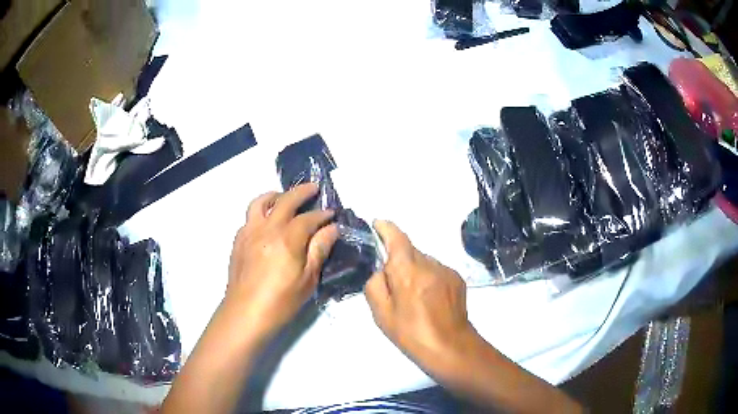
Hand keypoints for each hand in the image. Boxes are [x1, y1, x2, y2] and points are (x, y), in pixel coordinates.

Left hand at [226, 183, 338, 337]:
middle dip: (301, 192)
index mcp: (287, 238)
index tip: (332, 212)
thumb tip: (332, 228)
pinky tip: (266, 223)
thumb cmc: (281, 300)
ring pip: (260, 202)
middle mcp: (267, 228)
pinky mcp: (238, 240)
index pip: (308, 218)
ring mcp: (249, 232)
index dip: (322, 214)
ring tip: (284, 197)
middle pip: (285, 200)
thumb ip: (319, 249)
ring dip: (275, 195)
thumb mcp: (308, 279)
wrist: (246, 313)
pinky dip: (261, 212)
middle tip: (313, 188)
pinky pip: (249, 217)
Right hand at [365, 220, 478, 375]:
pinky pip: (436, 269)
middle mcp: (429, 263)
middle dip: (398, 259)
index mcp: (407, 271)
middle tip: (392, 282)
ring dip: (414, 270)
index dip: (385, 228)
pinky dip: (428, 277)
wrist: (450, 346)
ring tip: (413, 296)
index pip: (396, 237)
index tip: (377, 224)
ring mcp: (446, 269)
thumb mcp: (381, 313)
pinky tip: (429, 298)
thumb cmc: (411, 333)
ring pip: (423, 260)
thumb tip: (381, 270)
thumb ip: (375, 284)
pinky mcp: (457, 278)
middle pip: (409, 250)